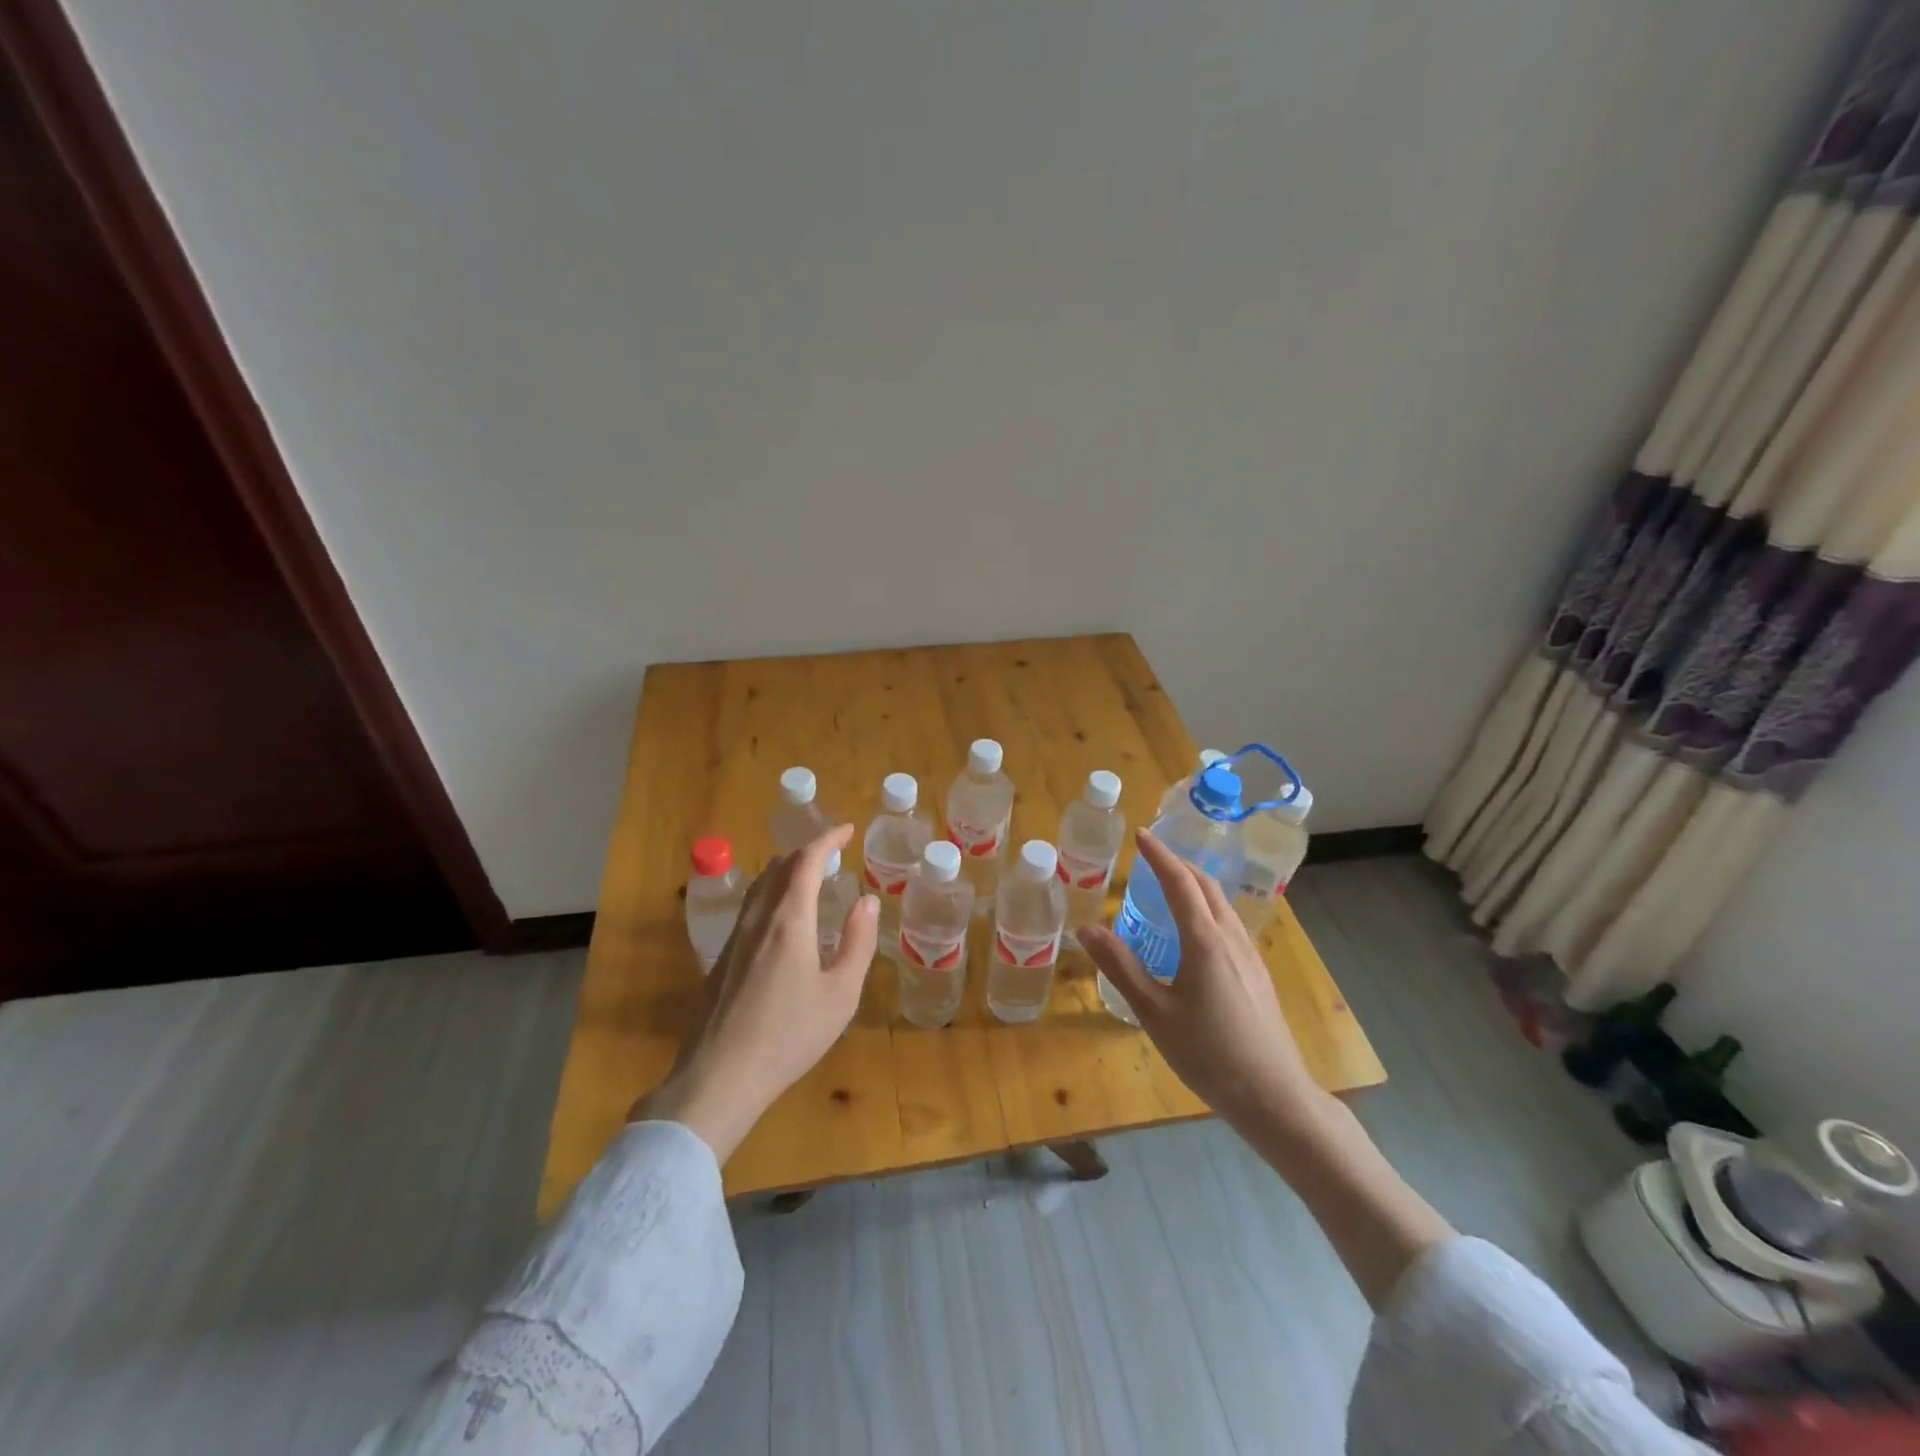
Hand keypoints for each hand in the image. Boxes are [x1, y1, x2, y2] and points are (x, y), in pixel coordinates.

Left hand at [633, 824, 879, 1160]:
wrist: (719, 1077)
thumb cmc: (789, 1036)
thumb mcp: (840, 994)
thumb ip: (857, 942)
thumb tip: (866, 902)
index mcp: (788, 921)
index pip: (806, 862)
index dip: (827, 840)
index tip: (846, 830)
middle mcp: (758, 919)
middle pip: (779, 867)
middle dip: (807, 851)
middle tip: (832, 852)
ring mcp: (735, 938)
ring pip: (760, 886)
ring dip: (786, 870)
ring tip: (808, 876)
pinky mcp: (722, 959)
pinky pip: (750, 907)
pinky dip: (772, 892)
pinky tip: (782, 917)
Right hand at [1080, 830, 1328, 1134]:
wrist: (1274, 1096)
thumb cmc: (1208, 1054)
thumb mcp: (1154, 1012)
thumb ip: (1120, 967)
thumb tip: (1086, 929)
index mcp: (1204, 940)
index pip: (1179, 882)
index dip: (1159, 855)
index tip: (1141, 834)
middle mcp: (1230, 938)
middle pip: (1206, 886)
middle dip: (1179, 863)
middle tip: (1152, 856)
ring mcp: (1250, 956)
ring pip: (1222, 904)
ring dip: (1196, 884)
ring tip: (1172, 885)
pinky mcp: (1258, 974)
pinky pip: (1230, 924)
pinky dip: (1208, 907)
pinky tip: (1197, 932)